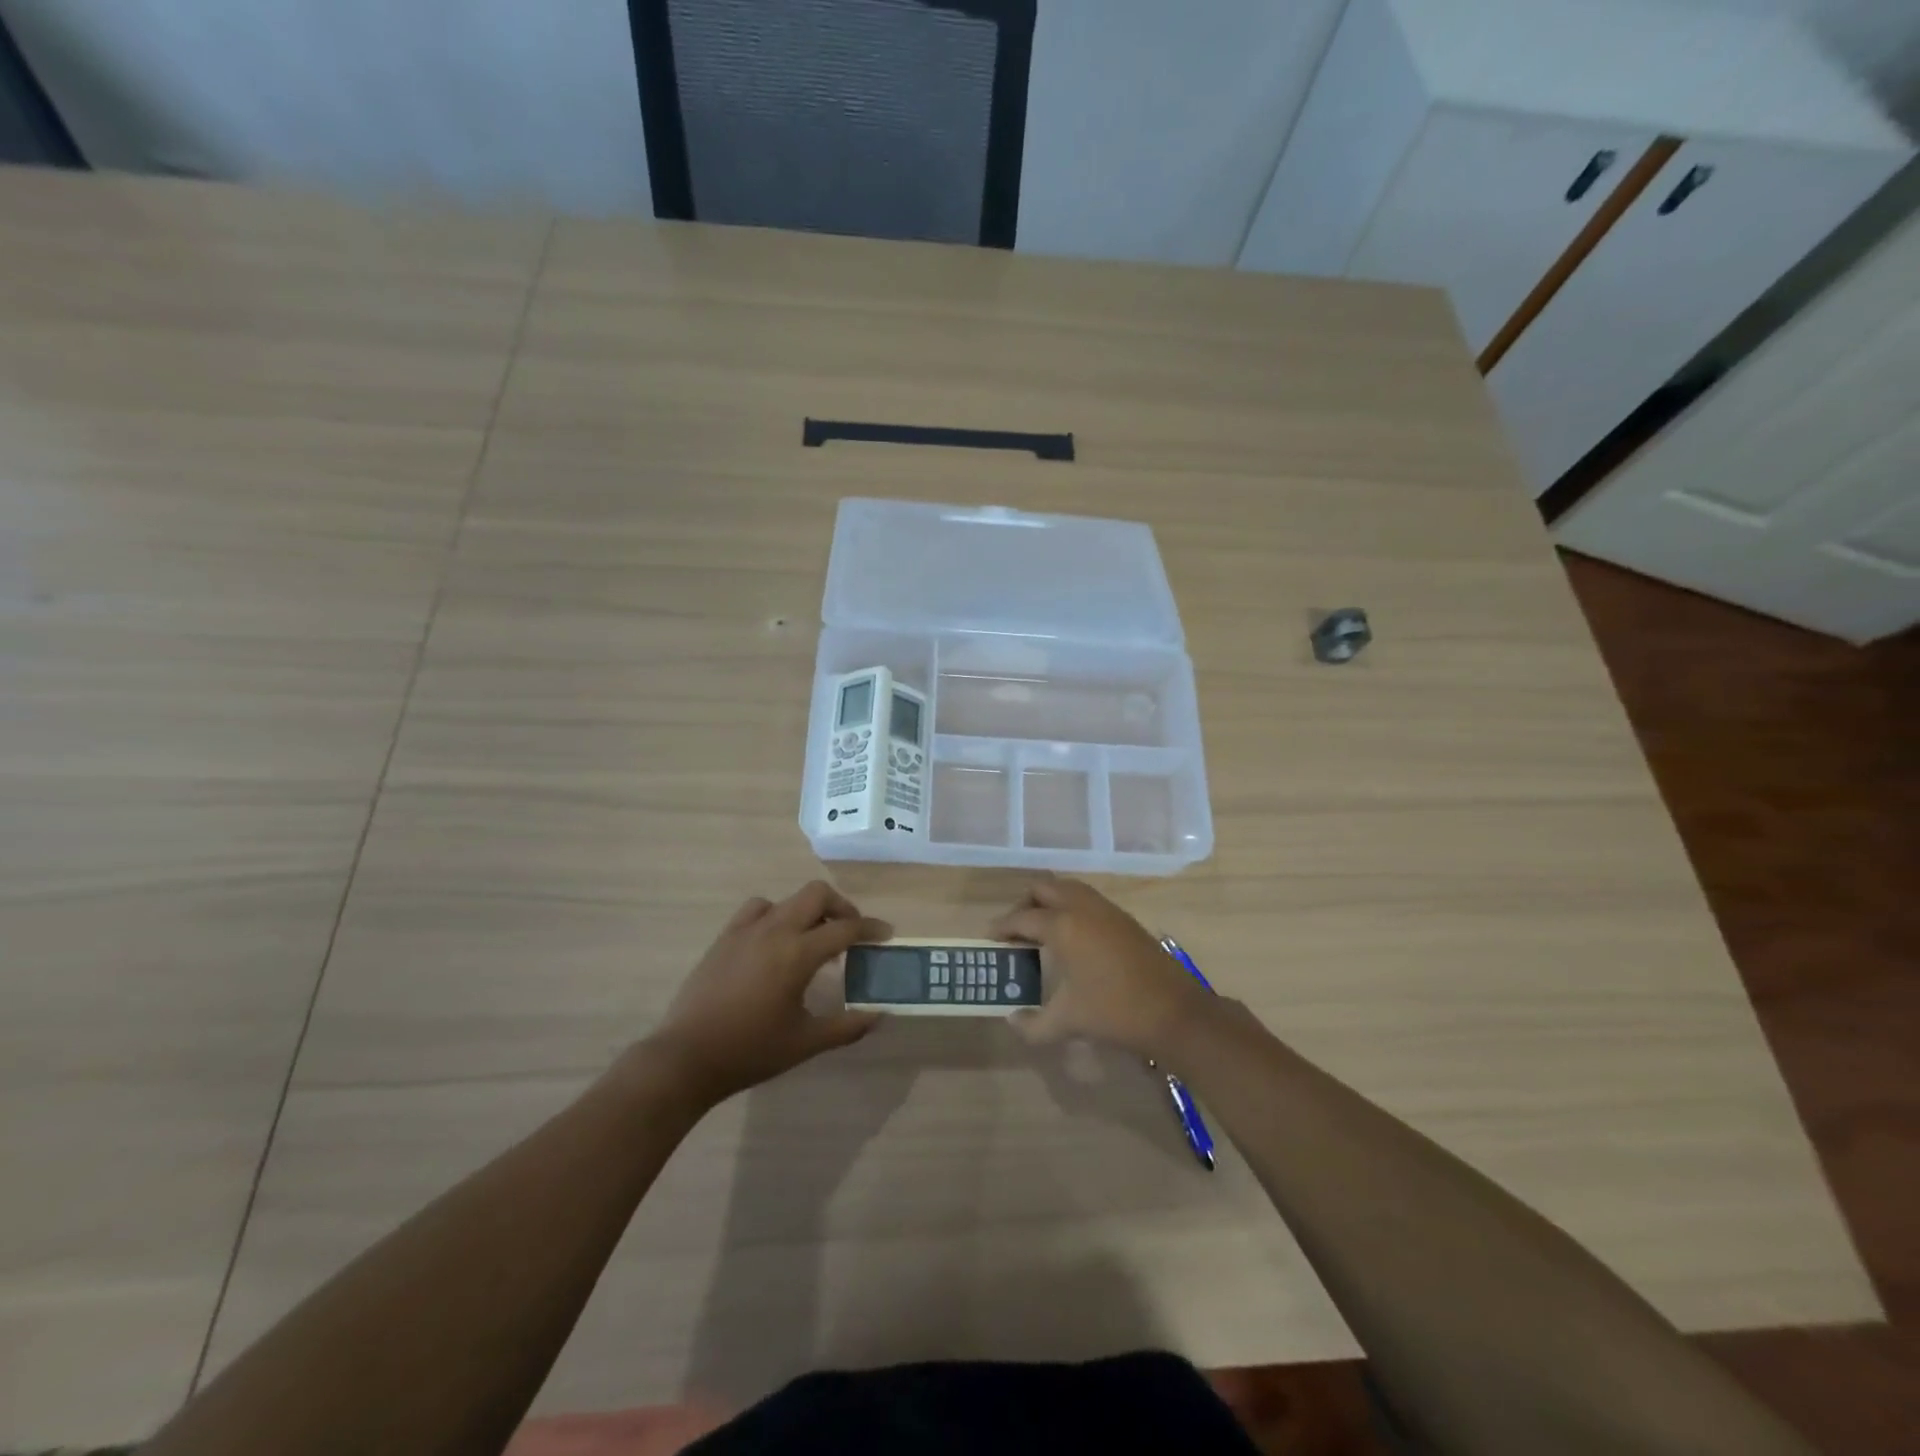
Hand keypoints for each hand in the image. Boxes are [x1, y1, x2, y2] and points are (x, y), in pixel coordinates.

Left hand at [648, 881, 890, 1106]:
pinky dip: (775, 915)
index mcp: (798, 953)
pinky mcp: (725, 937)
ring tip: (813, 938)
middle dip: (841, 907)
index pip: (845, 928)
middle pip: (817, 894)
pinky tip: (775, 941)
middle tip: (851, 933)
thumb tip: (880, 1015)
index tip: (885, 935)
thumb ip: (847, 1027)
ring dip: (808, 911)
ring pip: (787, 899)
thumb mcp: (806, 1042)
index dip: (871, 929)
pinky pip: (757, 909)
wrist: (687, 1057)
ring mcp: (746, 930)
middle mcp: (775, 930)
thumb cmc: (750, 1050)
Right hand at [991, 875, 1211, 1057]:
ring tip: (1042, 932)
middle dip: (1025, 905)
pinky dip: (1072, 908)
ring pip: (1069, 888)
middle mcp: (1082, 908)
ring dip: (1051, 902)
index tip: (990, 939)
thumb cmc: (1114, 1012)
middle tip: (1017, 931)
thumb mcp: (1066, 1023)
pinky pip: (1088, 900)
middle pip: (1044, 888)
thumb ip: (1032, 1024)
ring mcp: (1107, 910)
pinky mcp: (1125, 918)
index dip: (1002, 927)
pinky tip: (1073, 938)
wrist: (1174, 1012)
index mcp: (1062, 926)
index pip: (1022, 918)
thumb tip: (1013, 1020)